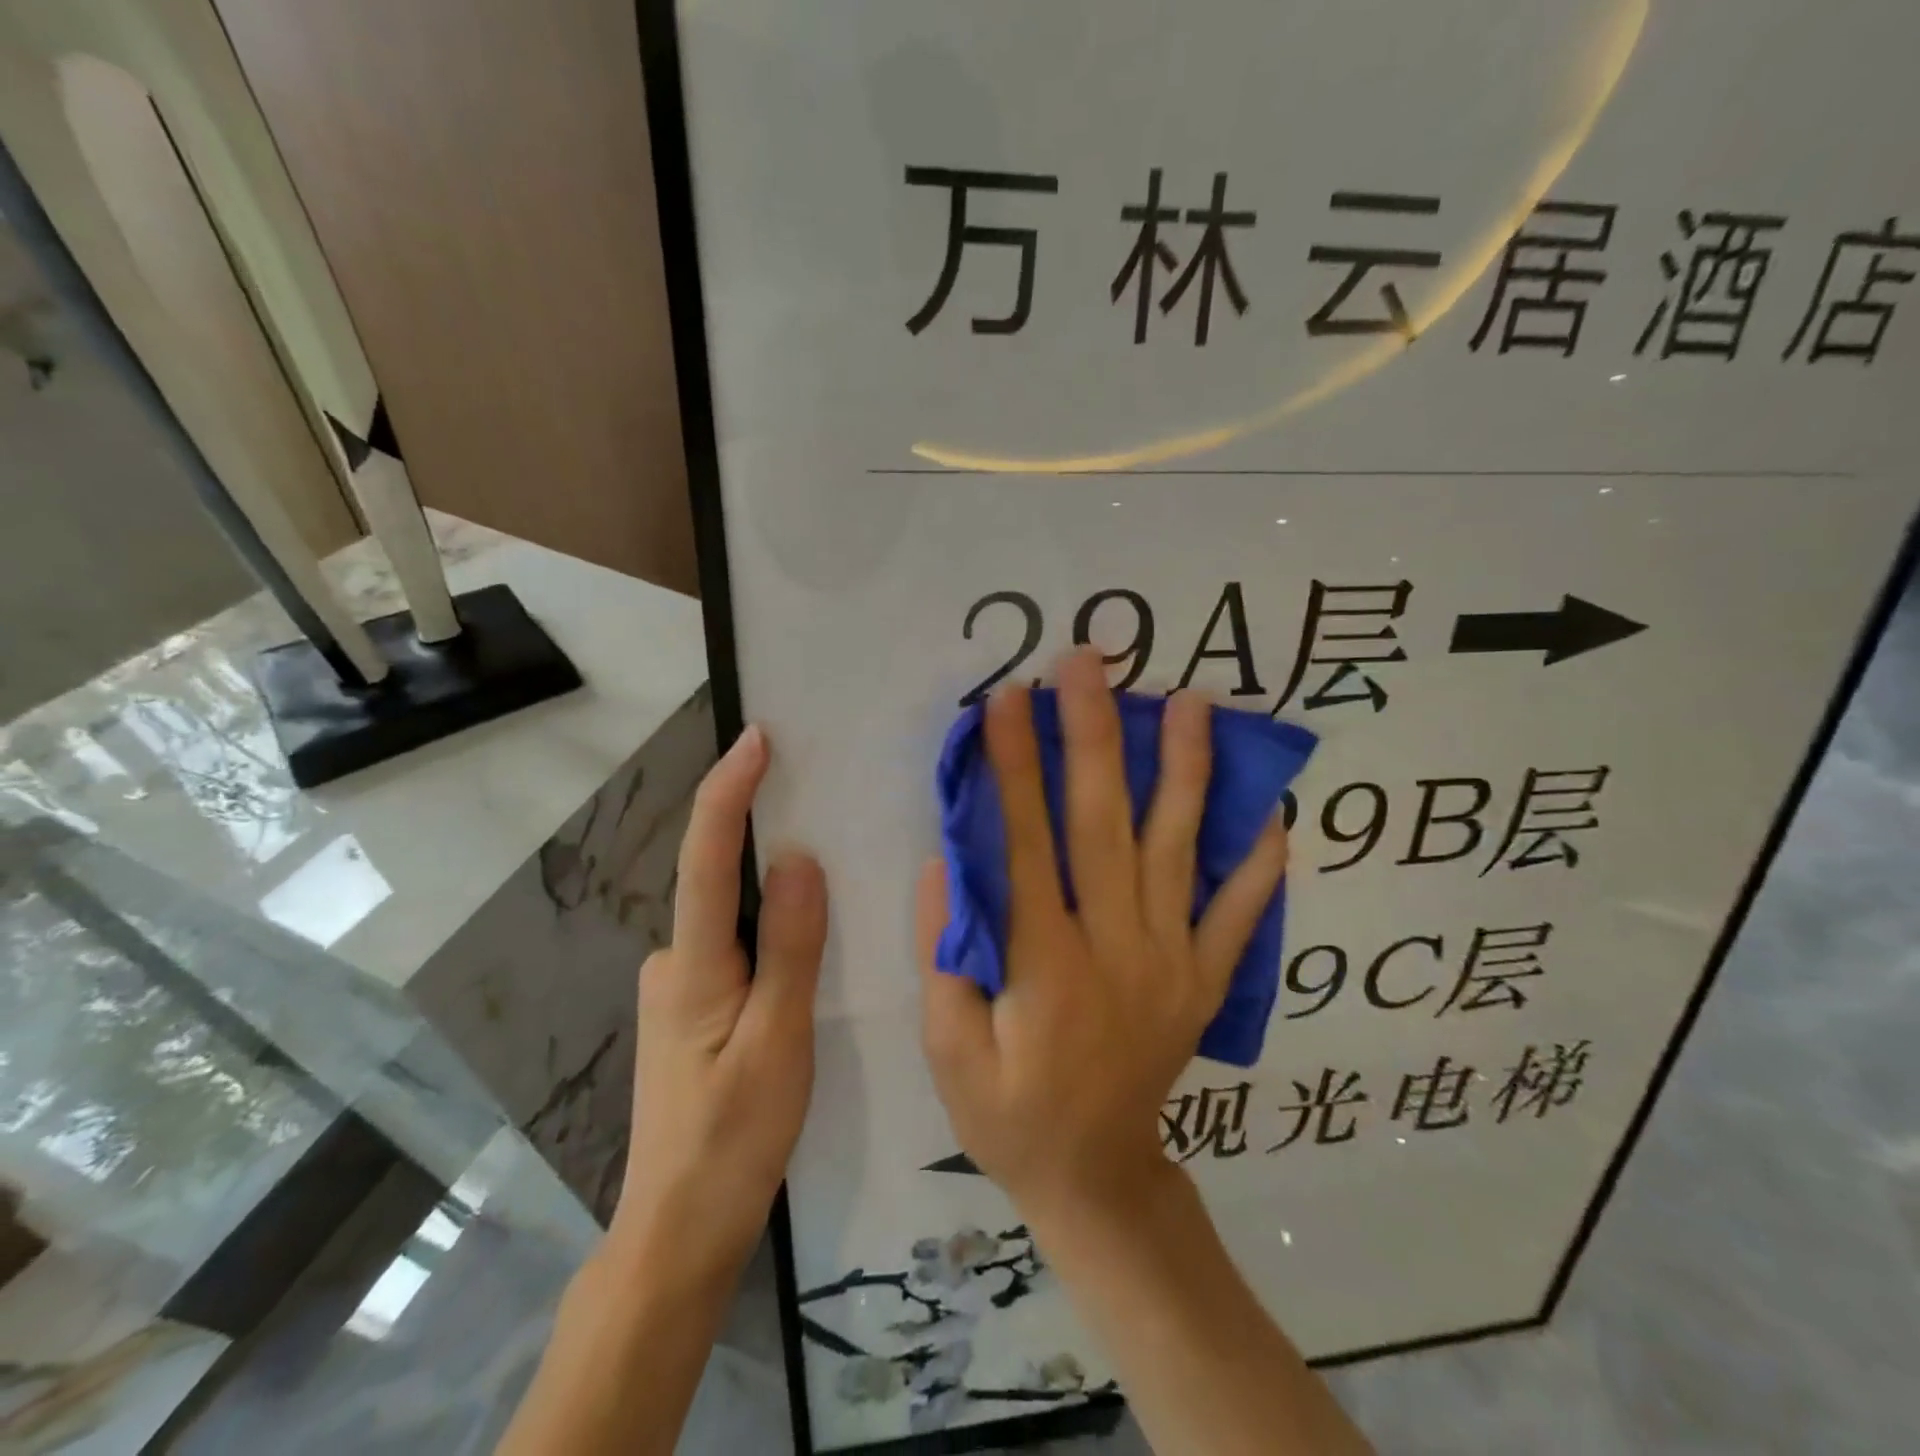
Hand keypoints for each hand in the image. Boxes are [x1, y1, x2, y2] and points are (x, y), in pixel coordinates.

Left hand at [612, 725, 827, 1278]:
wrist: (678, 1233)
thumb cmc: (732, 1140)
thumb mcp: (780, 1044)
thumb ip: (791, 950)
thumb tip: (801, 858)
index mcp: (693, 966)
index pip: (708, 859)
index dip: (729, 791)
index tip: (757, 738)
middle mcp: (674, 962)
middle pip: (719, 878)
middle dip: (760, 827)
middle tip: (816, 790)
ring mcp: (679, 988)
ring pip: (731, 916)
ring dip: (770, 883)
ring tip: (828, 862)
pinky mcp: (692, 1010)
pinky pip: (736, 944)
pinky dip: (768, 925)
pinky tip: (805, 938)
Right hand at [916, 650, 1288, 1223]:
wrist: (1098, 1178)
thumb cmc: (1010, 1114)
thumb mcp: (948, 1051)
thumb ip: (947, 955)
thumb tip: (952, 862)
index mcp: (1047, 965)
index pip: (1026, 845)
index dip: (1013, 766)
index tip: (1006, 699)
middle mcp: (1117, 948)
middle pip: (1105, 825)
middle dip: (1093, 735)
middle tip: (1089, 663)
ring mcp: (1173, 961)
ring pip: (1181, 850)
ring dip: (1185, 771)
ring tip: (1192, 703)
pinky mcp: (1206, 978)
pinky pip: (1240, 912)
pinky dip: (1259, 860)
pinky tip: (1273, 807)